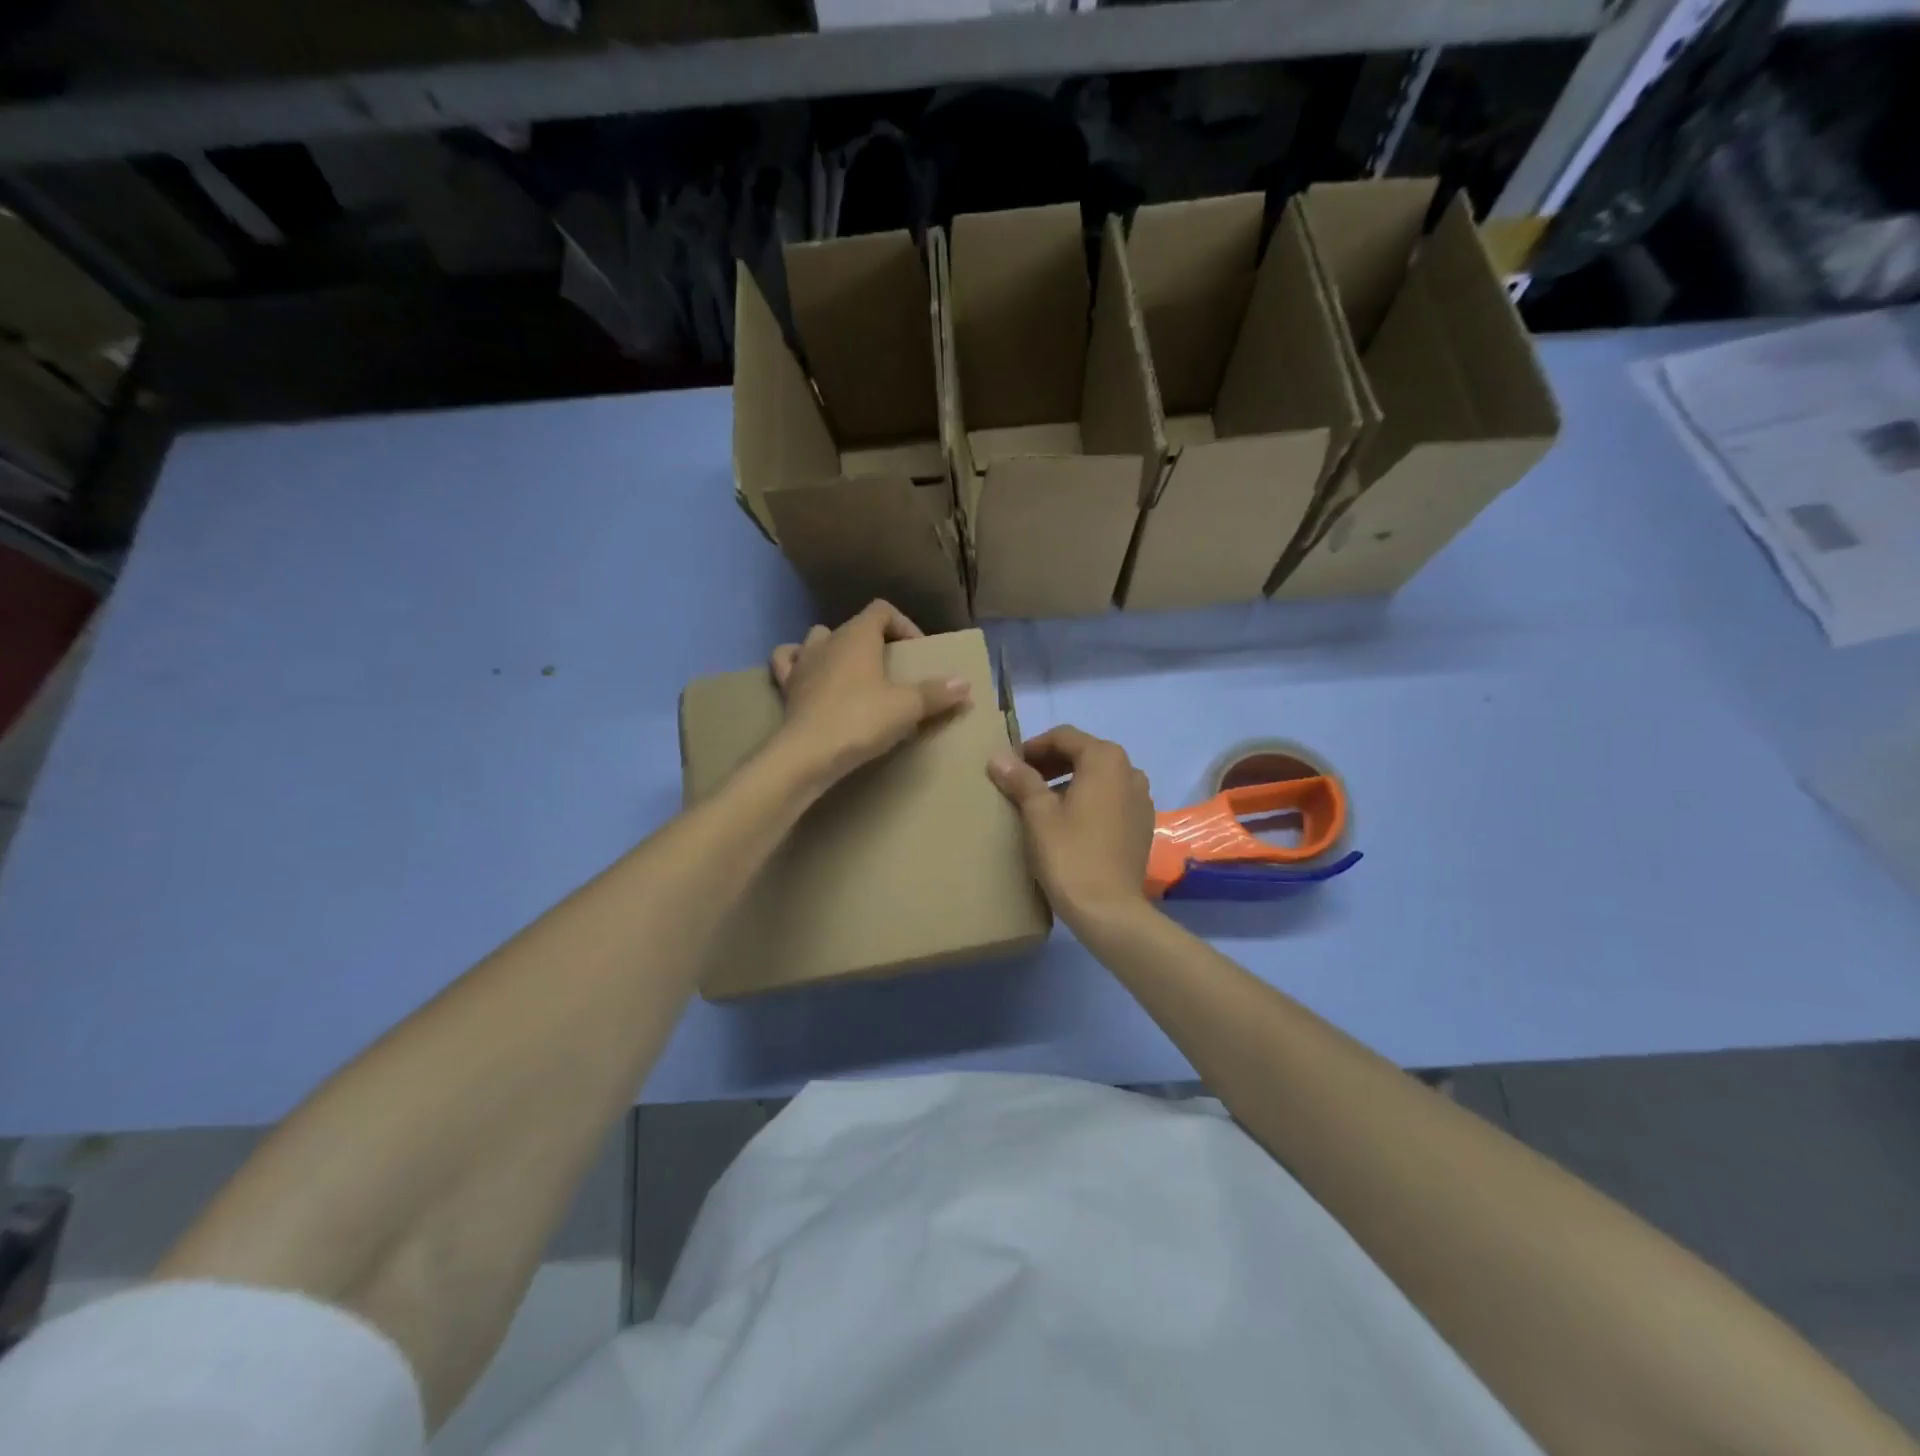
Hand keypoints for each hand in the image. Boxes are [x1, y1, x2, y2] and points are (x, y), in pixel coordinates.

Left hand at [769, 601, 971, 786]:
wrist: (808, 754)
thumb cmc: (861, 720)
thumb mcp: (907, 707)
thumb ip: (937, 693)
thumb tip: (964, 683)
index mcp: (857, 635)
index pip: (881, 610)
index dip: (903, 625)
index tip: (917, 653)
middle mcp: (827, 641)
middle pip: (854, 626)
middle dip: (874, 642)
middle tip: (891, 669)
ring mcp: (802, 663)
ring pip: (818, 639)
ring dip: (837, 649)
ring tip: (854, 673)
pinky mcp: (786, 688)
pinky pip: (789, 663)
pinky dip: (800, 664)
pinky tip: (811, 677)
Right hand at [988, 726, 1155, 926]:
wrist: (1109, 910)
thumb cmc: (1070, 854)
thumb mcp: (1038, 814)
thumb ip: (1021, 779)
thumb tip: (998, 757)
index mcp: (1106, 759)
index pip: (1064, 737)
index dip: (1033, 746)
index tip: (1010, 765)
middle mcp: (1130, 770)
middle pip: (1084, 754)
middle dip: (1051, 763)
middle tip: (1021, 782)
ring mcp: (1142, 798)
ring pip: (1099, 777)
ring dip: (1070, 781)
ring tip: (1041, 803)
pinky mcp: (1143, 824)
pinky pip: (1112, 799)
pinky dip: (1089, 800)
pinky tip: (1069, 823)